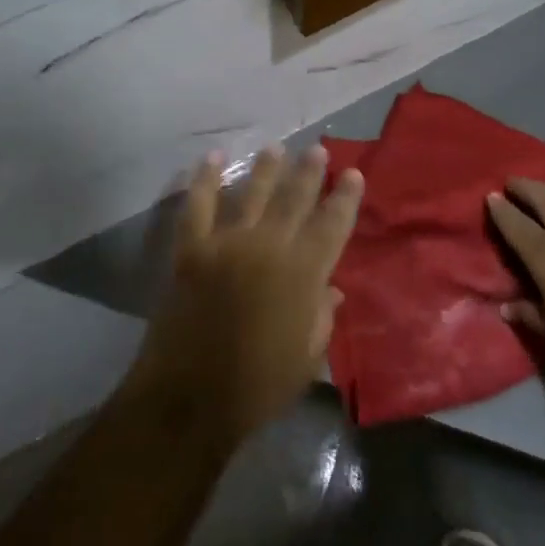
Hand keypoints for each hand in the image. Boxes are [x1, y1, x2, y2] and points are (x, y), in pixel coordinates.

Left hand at [128, 146, 363, 446]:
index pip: (332, 225)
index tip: (353, 173)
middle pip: (294, 199)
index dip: (345, 198)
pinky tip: (212, 158)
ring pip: (252, 194)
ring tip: (276, 147)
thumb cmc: (259, 386)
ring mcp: (227, 244)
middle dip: (308, 172)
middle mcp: (269, 248)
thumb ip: (322, 317)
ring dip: (265, 168)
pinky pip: (199, 205)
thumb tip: (332, 289)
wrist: (191, 398)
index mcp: (304, 275)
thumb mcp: (307, 358)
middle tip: (317, 149)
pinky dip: (204, 179)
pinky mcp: (192, 250)